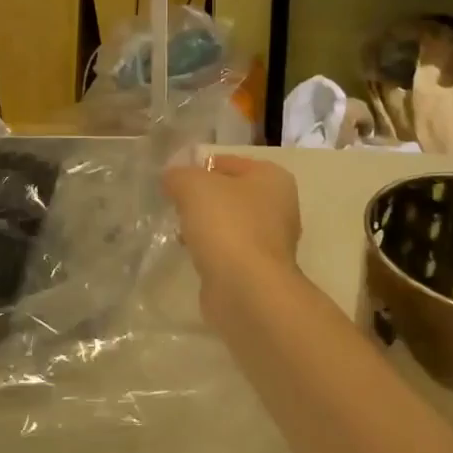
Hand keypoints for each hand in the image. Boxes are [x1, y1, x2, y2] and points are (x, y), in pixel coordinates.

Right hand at [161, 155, 301, 285]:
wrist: (246, 290)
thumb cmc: (226, 225)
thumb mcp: (193, 185)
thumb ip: (179, 175)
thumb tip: (172, 178)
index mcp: (273, 178)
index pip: (229, 162)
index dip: (199, 167)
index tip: (174, 179)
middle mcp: (279, 207)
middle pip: (230, 194)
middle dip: (202, 198)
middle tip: (174, 204)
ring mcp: (272, 242)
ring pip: (229, 224)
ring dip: (205, 226)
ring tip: (180, 230)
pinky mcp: (259, 271)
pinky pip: (228, 250)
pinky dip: (211, 251)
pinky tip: (192, 254)